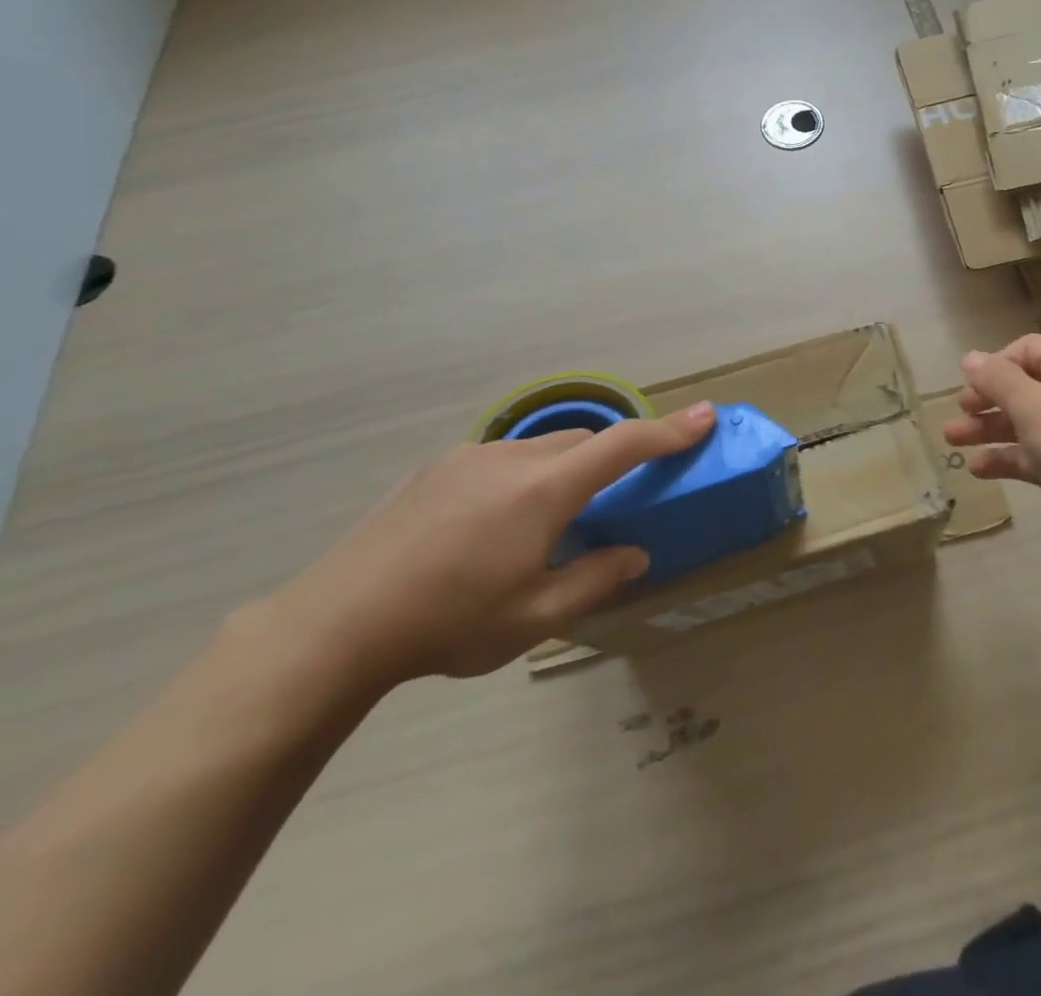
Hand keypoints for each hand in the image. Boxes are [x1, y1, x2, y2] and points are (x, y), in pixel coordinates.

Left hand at [263, 403, 716, 687]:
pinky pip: (500, 460)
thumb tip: (635, 554)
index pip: (622, 446)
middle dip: (610, 460)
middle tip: (615, 500)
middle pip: (581, 442)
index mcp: (543, 491)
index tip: (705, 415)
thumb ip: (595, 579)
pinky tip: (491, 527)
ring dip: (563, 471)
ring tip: (545, 525)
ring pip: (539, 449)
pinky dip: (522, 478)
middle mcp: (511, 459)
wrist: (335, 624)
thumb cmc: (448, 623)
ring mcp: (468, 458)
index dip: (669, 430)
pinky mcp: (434, 469)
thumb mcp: (534, 617)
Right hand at [945, 336, 1040, 563]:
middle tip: (960, 412)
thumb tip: (969, 357)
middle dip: (985, 398)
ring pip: (1018, 423)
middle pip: (1019, 388)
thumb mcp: (1032, 404)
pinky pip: (1025, 456)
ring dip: (985, 429)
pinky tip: (976, 469)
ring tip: (951, 440)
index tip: (972, 383)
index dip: (997, 363)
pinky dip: (1001, 459)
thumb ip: (997, 379)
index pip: (1027, 350)